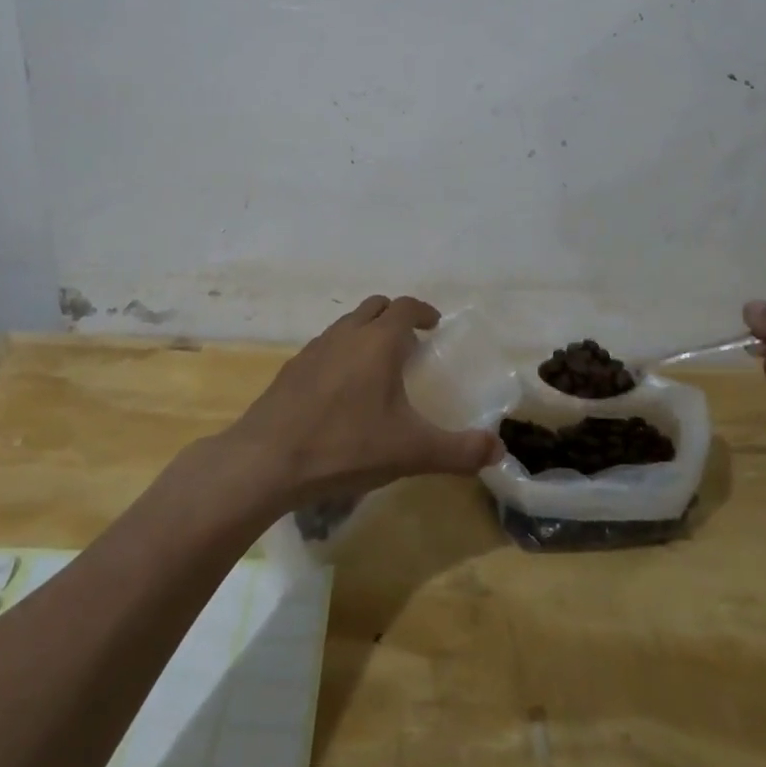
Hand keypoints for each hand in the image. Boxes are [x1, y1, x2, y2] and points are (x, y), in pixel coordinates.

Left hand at [222, 295, 501, 507]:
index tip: (434, 325)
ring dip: (367, 332)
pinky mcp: (292, 367)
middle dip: (395, 316)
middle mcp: (347, 334)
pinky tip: (342, 389)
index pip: (406, 307)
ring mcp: (315, 348)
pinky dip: (342, 352)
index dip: (423, 311)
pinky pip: (326, 346)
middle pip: (375, 306)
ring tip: (378, 365)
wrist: (267, 460)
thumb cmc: (346, 446)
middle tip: (411, 343)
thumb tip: (498, 450)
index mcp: (378, 342)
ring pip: (347, 324)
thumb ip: (459, 451)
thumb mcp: (411, 452)